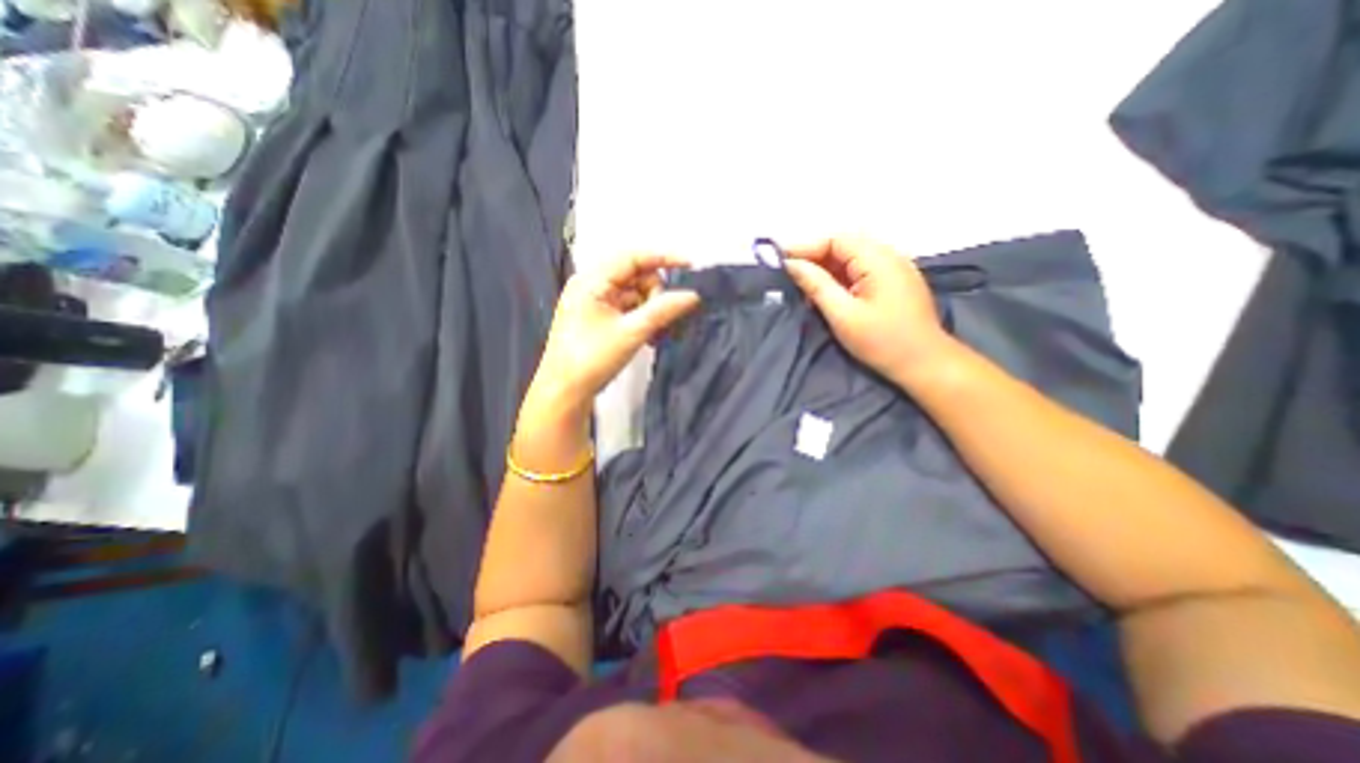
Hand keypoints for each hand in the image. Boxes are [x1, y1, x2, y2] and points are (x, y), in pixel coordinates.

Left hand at [526, 252, 699, 419]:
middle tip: (665, 319)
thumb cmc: (592, 359)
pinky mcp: (600, 318)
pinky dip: (643, 319)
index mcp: (592, 280)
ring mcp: (596, 302)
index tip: (690, 266)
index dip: (663, 258)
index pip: (632, 257)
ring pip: (635, 294)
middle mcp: (593, 285)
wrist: (565, 391)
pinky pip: (629, 309)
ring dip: (651, 310)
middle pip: (636, 276)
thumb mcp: (631, 332)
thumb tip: (692, 295)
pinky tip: (651, 337)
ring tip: (658, 334)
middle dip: (656, 294)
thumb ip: (663, 310)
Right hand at [788, 237, 954, 388]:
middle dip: (814, 258)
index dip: (805, 247)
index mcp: (878, 259)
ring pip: (851, 259)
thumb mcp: (843, 315)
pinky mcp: (894, 282)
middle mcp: (888, 255)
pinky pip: (861, 271)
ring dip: (826, 269)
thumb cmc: (882, 341)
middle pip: (844, 246)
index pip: (836, 239)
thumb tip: (791, 264)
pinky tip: (826, 294)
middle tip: (789, 276)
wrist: (925, 364)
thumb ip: (816, 285)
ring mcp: (894, 268)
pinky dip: (840, 278)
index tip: (779, 261)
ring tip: (804, 288)